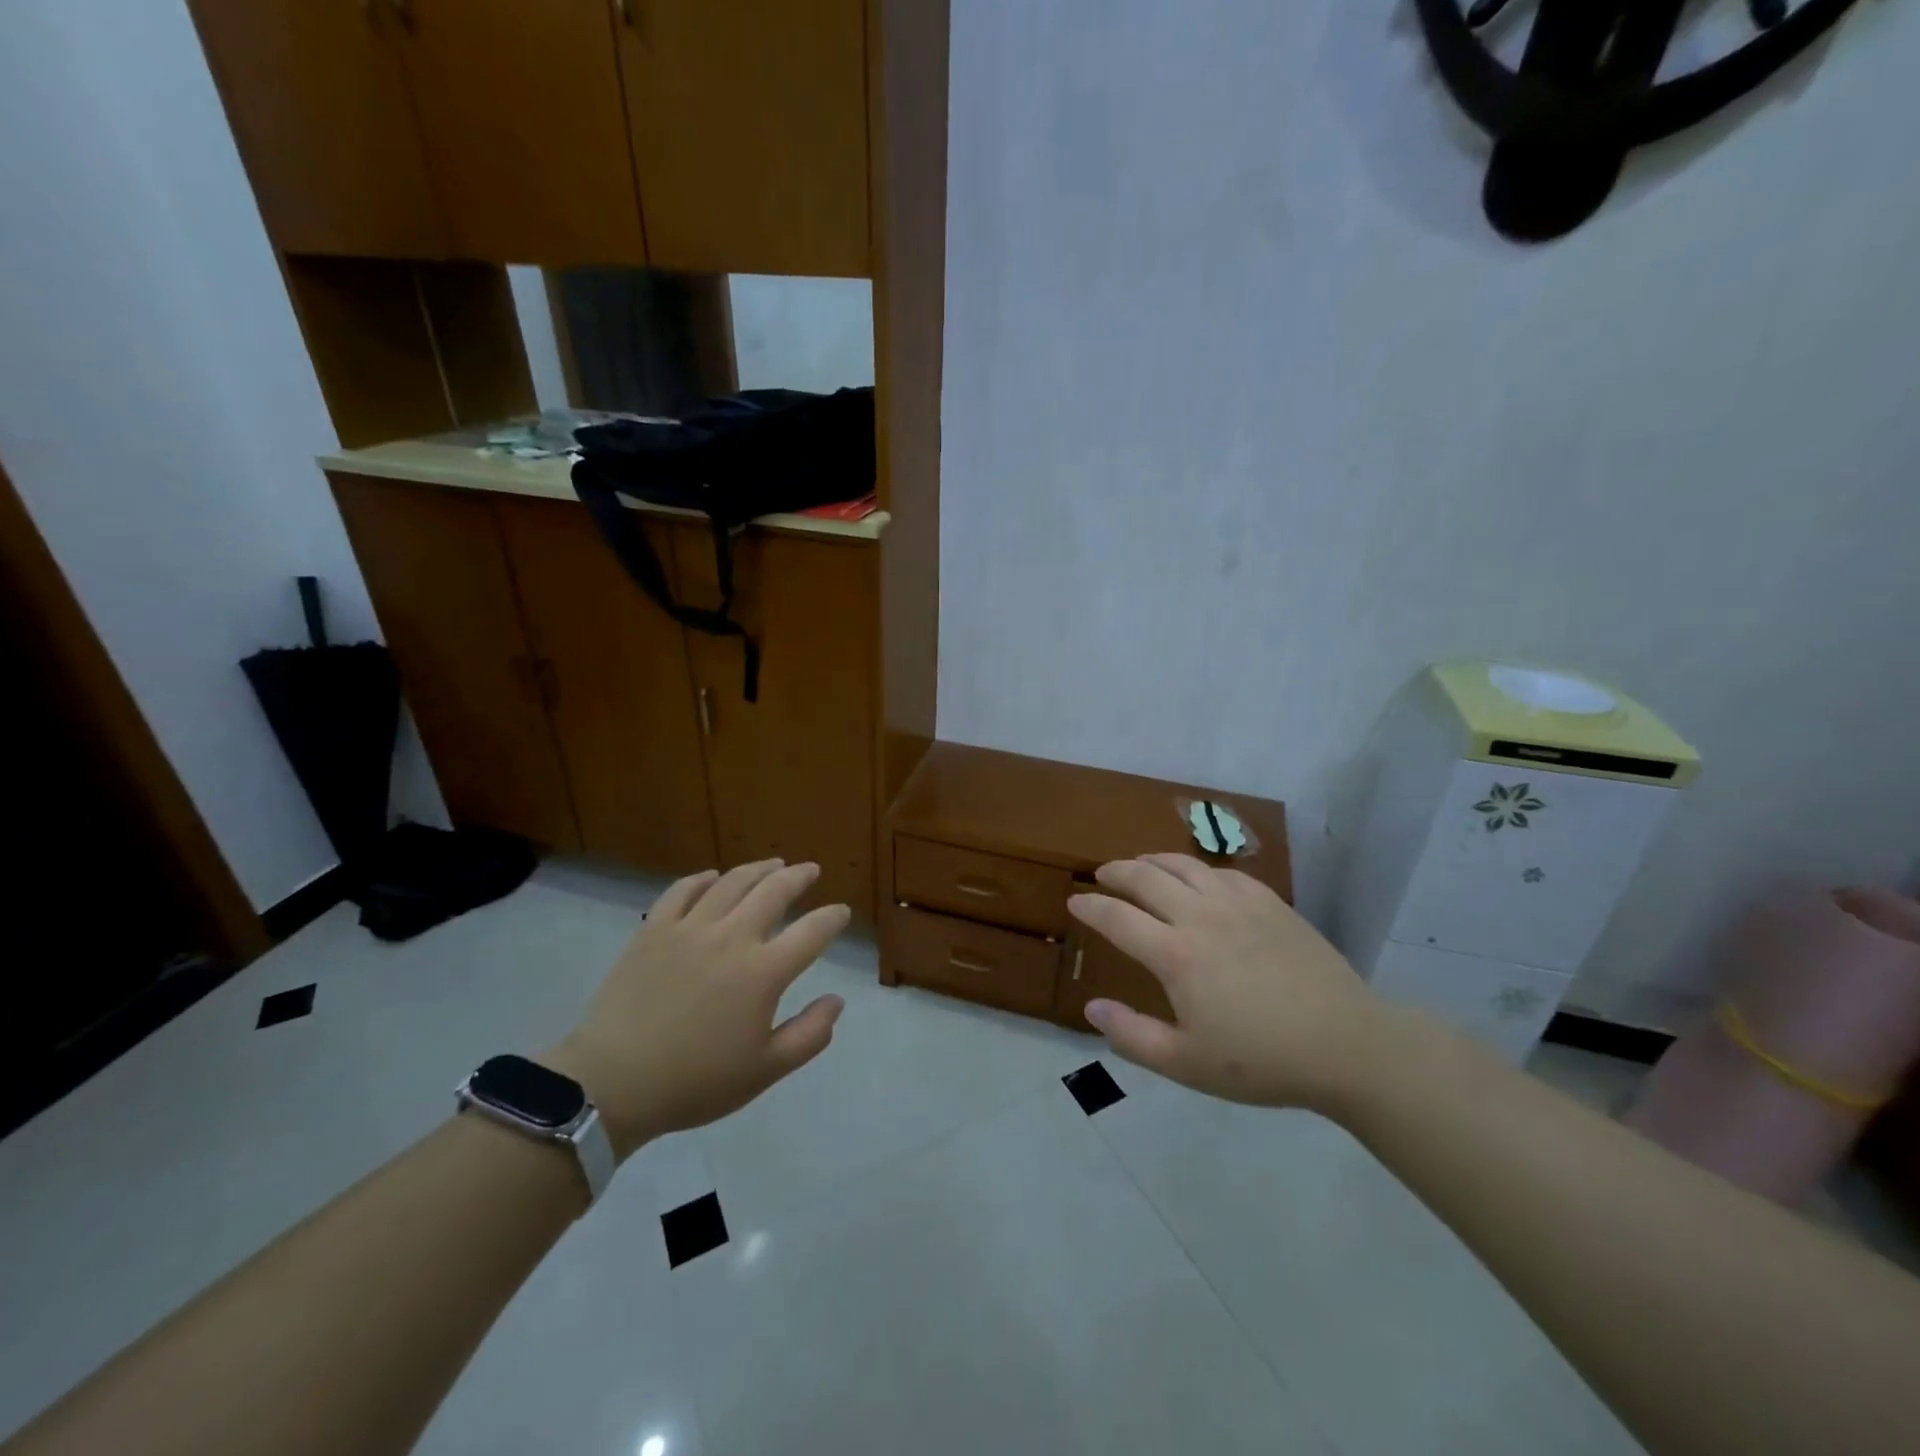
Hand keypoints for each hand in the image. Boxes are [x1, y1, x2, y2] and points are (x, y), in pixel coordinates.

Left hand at [542, 861, 849, 1158]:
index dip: (832, 918)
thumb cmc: (695, 1082)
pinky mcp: (654, 929)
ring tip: (773, 864)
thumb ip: (809, 1035)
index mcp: (763, 972)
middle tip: (810, 870)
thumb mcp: (765, 1071)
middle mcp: (732, 937)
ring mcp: (689, 928)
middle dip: (798, 877)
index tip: (841, 912)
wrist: (612, 1083)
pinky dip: (703, 879)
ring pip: (731, 882)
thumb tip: (837, 1001)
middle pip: (773, 891)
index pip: (812, 932)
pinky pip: (682, 890)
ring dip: (758, 869)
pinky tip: (713, 877)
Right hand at [1068, 853, 1393, 1114]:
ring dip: (1154, 861)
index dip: (1090, 907)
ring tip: (1141, 865)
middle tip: (1102, 874)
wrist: (1346, 1045)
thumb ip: (1132, 1036)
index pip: (1117, 918)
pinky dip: (1198, 869)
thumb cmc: (1261, 1060)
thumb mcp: (1186, 1064)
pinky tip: (1198, 879)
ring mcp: (1239, 904)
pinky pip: (1223, 872)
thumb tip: (1092, 1008)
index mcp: (1176, 955)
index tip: (1074, 903)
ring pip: (1184, 865)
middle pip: (1146, 877)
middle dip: (1117, 872)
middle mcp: (1201, 916)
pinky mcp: (1271, 903)